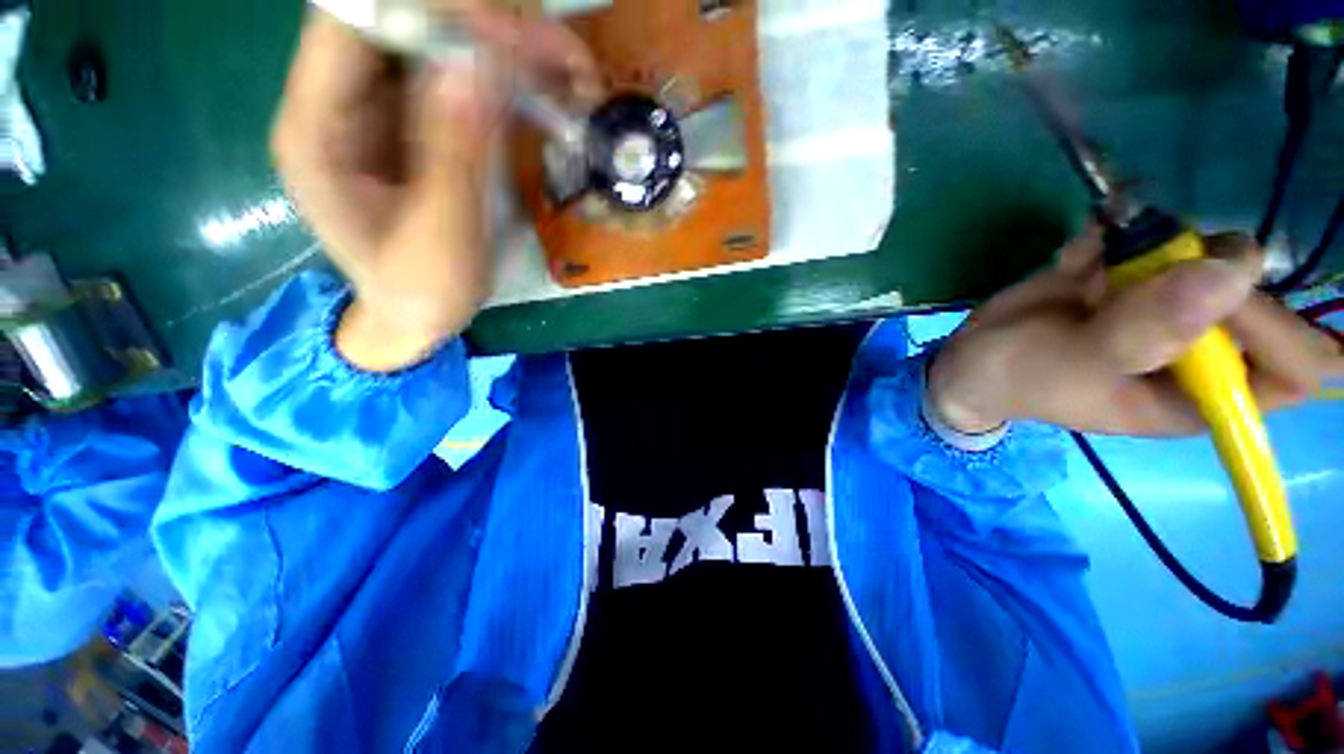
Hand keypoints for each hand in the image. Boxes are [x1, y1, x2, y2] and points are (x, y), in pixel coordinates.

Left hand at [271, 6, 597, 370]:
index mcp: (318, 129)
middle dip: (483, 25)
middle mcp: (341, 101)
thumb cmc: (419, 292)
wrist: (415, 318)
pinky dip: (510, 79)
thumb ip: (455, 153)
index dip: (430, 9)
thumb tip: (479, 63)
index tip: (506, 37)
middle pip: (403, 19)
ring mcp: (382, 110)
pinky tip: (553, 95)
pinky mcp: (418, 125)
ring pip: (439, 41)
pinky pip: (461, 79)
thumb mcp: (441, 237)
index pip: (354, 20)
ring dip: (508, 48)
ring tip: (572, 73)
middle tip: (558, 56)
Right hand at [927, 228, 1343, 435]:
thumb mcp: (1071, 366)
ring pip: (1208, 249)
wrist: (973, 356)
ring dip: (1152, 246)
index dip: (1279, 327)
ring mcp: (1172, 301)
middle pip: (1256, 292)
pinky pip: (1152, 231)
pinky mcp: (1137, 271)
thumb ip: (1144, 331)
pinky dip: (1114, 234)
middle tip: (1134, 271)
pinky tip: (1074, 260)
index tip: (1218, 294)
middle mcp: (1204, 345)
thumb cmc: (1019, 376)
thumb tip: (1230, 272)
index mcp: (1204, 394)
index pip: (1297, 366)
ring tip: (1091, 270)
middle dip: (1199, 270)